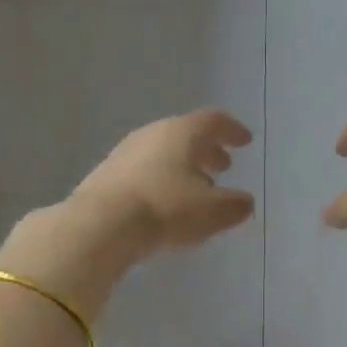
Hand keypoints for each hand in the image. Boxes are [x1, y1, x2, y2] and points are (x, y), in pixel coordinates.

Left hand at [69, 109, 256, 255]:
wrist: (101, 225)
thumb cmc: (166, 209)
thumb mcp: (213, 212)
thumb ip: (235, 205)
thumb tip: (244, 202)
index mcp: (183, 132)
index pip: (214, 121)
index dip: (232, 130)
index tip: (245, 141)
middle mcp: (153, 133)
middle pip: (186, 134)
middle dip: (207, 150)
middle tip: (222, 166)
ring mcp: (126, 152)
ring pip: (163, 152)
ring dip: (184, 166)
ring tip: (196, 188)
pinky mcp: (106, 174)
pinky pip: (144, 170)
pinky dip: (162, 179)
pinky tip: (165, 202)